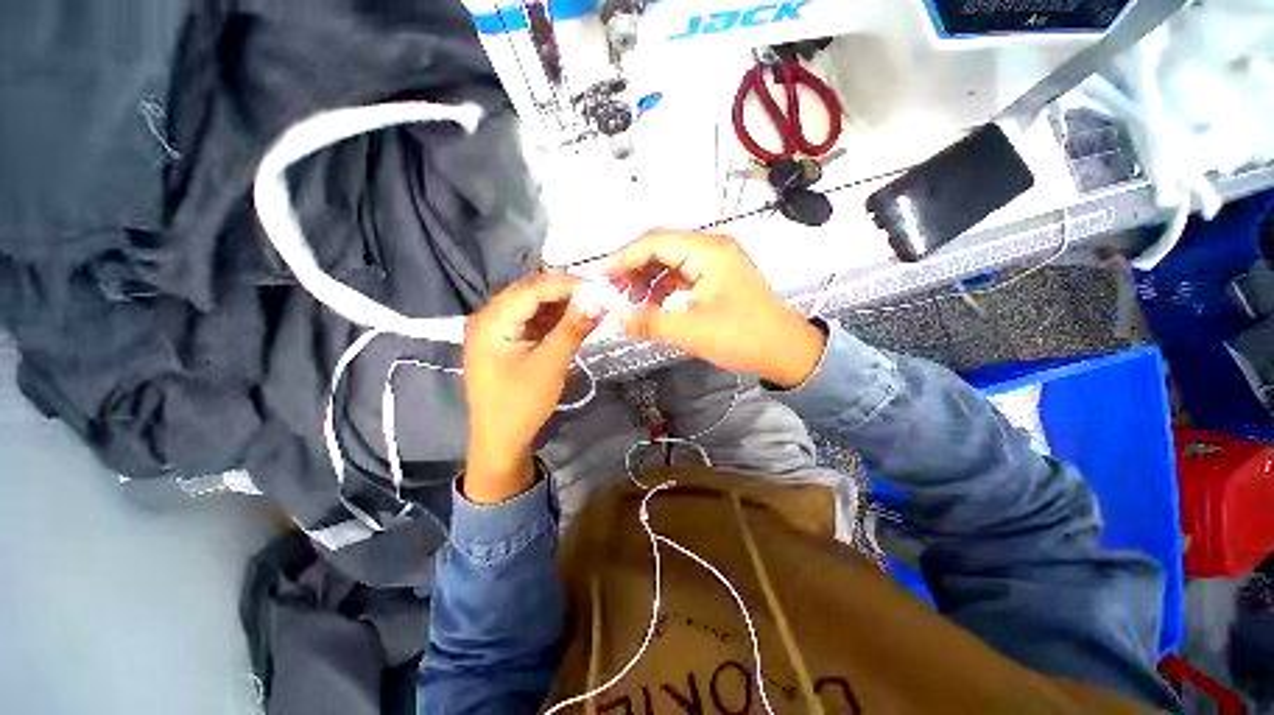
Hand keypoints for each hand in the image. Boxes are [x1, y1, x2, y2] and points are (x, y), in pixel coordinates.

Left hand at [462, 272, 602, 503]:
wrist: (501, 442)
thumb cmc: (520, 405)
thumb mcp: (550, 365)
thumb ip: (573, 329)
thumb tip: (600, 299)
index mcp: (491, 320)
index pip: (532, 288)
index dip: (567, 283)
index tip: (600, 283)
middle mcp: (489, 317)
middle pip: (531, 293)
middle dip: (566, 291)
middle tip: (599, 292)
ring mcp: (497, 329)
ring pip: (534, 305)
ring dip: (562, 304)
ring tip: (592, 303)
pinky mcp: (507, 341)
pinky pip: (533, 320)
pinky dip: (555, 319)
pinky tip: (575, 319)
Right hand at [603, 230, 825, 387]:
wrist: (787, 351)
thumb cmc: (743, 337)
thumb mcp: (691, 331)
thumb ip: (648, 322)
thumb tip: (612, 318)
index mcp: (707, 251)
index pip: (653, 242)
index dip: (622, 258)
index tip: (599, 278)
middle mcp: (712, 247)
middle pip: (660, 248)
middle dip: (633, 269)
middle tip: (612, 293)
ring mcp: (716, 262)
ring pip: (670, 262)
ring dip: (648, 280)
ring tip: (632, 304)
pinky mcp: (718, 277)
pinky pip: (682, 275)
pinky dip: (664, 289)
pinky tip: (655, 306)